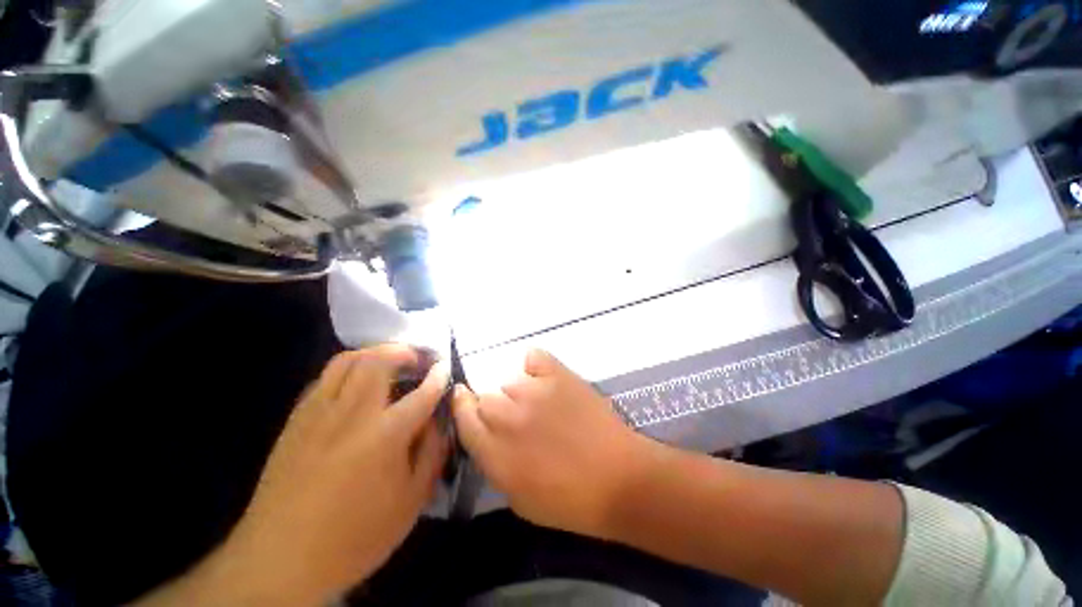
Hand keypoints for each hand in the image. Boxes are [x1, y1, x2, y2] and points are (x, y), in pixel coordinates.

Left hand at [178, 345, 449, 604]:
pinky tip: (354, 386)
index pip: (422, 393)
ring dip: (373, 353)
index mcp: (385, 435)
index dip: (438, 376)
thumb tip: (438, 422)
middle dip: (403, 351)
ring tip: (387, 361)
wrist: (281, 559)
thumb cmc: (355, 535)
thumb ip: (432, 454)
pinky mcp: (297, 420)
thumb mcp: (411, 502)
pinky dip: (347, 371)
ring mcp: (319, 414)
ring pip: (346, 361)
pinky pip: (325, 379)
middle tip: (415, 358)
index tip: (444, 367)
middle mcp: (352, 414)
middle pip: (378, 362)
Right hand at [452, 349, 650, 537]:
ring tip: (541, 404)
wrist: (620, 478)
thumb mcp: (519, 499)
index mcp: (496, 453)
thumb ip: (495, 463)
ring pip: (510, 380)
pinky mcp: (559, 375)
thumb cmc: (570, 500)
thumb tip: (487, 435)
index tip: (465, 399)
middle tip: (516, 417)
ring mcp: (535, 392)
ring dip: (519, 392)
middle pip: (485, 397)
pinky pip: (534, 357)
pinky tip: (543, 376)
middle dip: (495, 407)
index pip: (464, 419)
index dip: (462, 406)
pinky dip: (535, 366)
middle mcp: (509, 418)